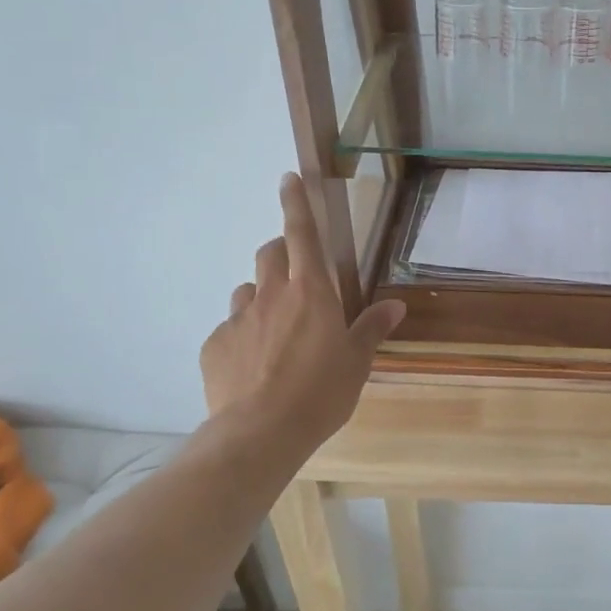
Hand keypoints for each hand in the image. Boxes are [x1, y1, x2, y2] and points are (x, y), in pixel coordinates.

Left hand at [199, 173, 405, 458]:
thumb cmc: (321, 393)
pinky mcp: (214, 345)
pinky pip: (230, 327)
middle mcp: (271, 295)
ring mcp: (238, 318)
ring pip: (247, 290)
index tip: (289, 178)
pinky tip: (253, 364)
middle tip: (296, 276)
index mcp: (311, 292)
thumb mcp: (356, 362)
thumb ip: (371, 328)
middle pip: (270, 254)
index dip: (296, 203)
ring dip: (262, 296)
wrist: (260, 433)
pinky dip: (243, 334)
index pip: (301, 234)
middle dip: (281, 252)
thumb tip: (396, 306)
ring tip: (276, 329)